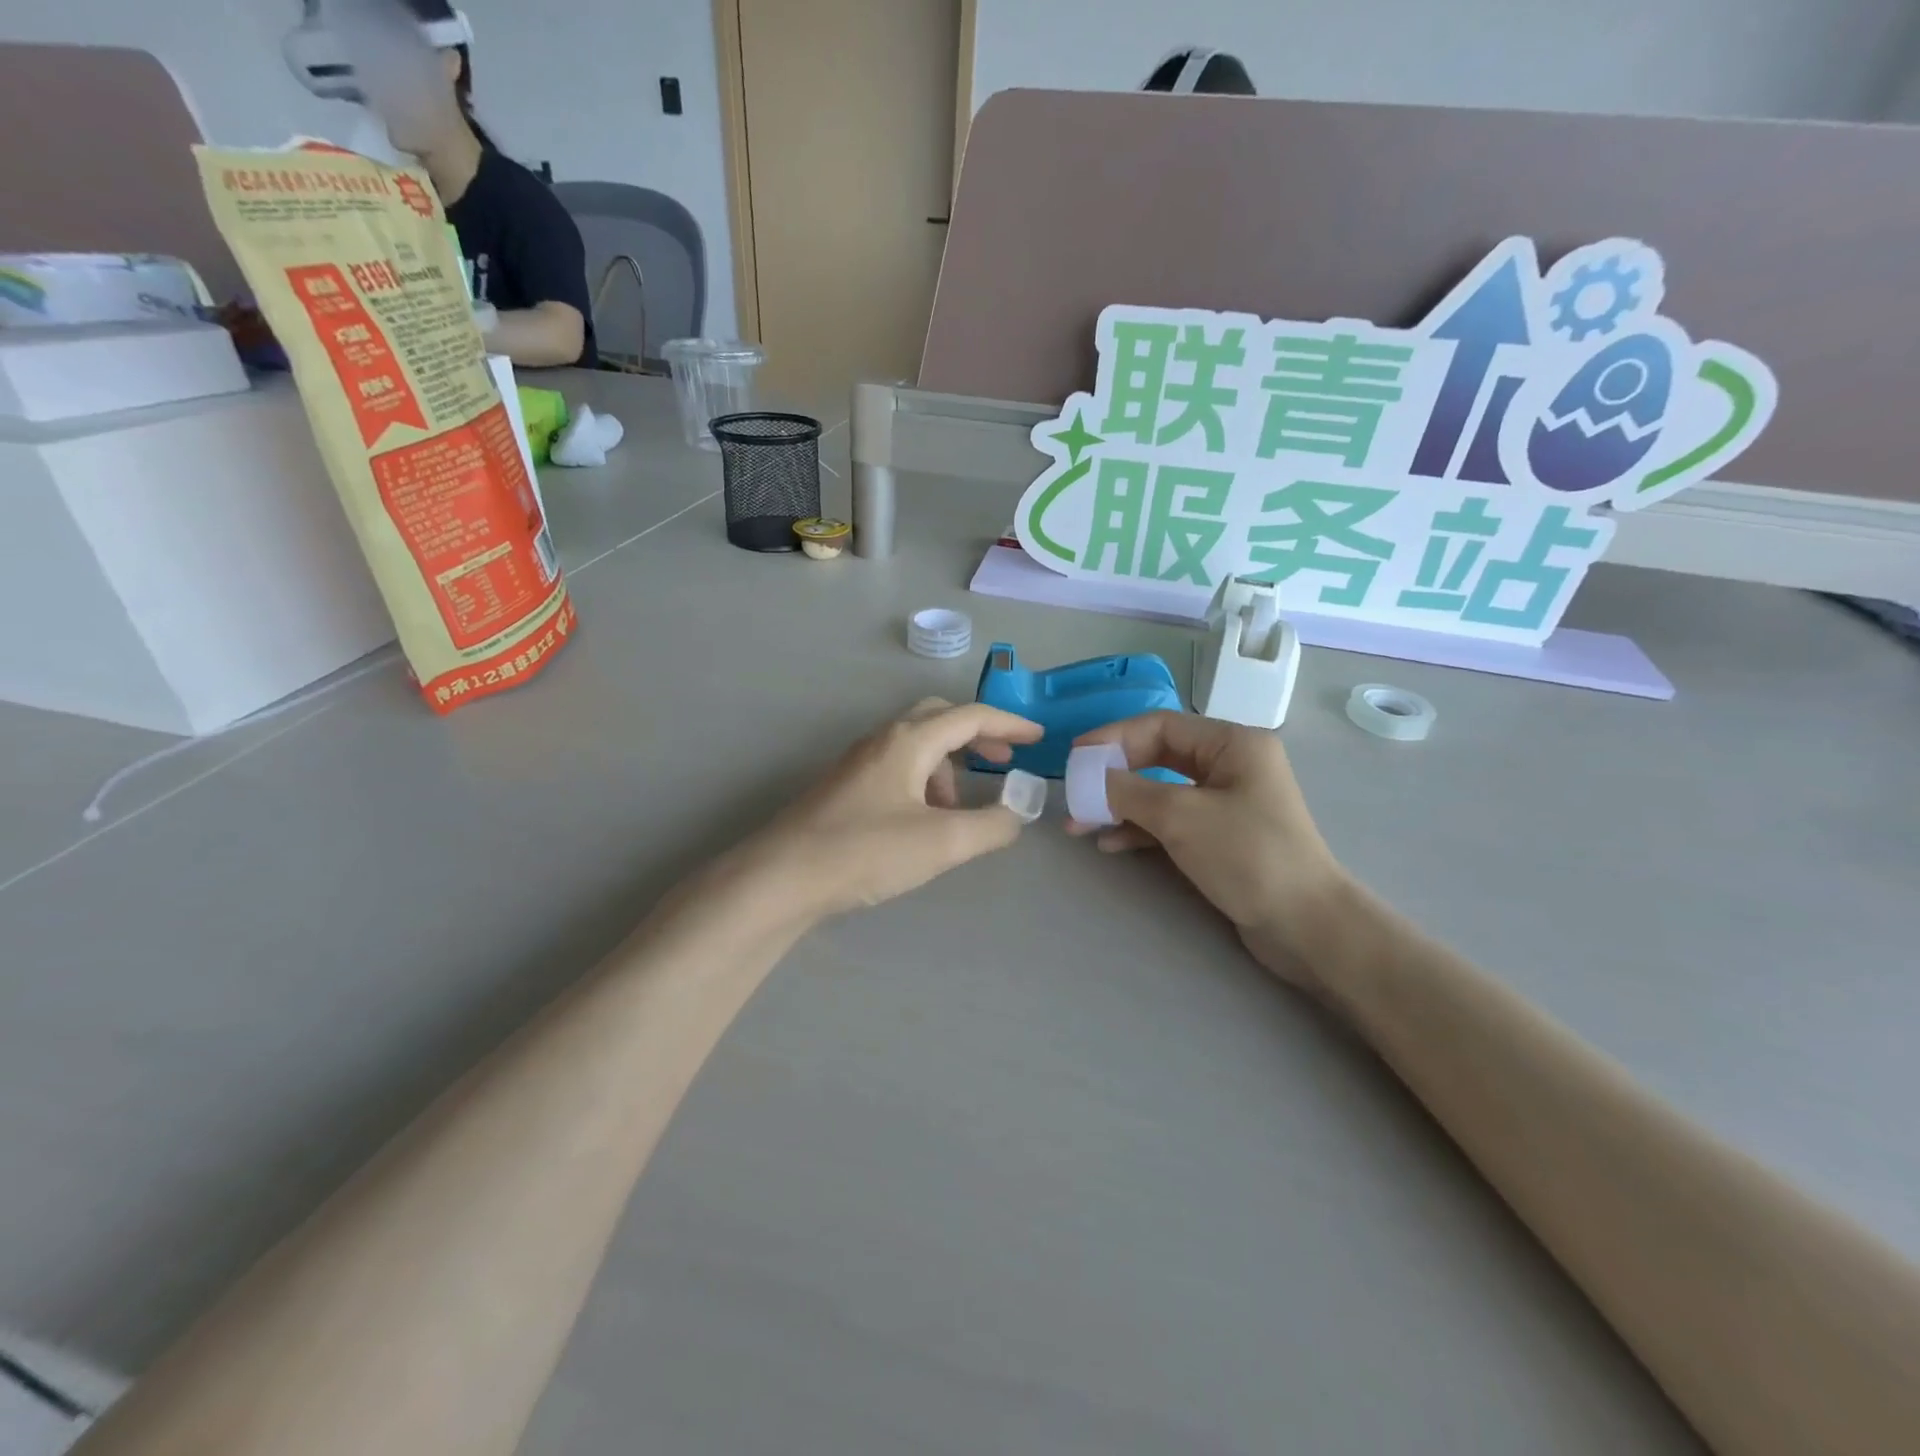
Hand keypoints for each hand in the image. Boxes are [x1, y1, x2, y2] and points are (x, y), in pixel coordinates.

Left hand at [750, 699, 1043, 919]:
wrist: (780, 877)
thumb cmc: (865, 851)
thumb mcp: (941, 842)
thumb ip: (991, 826)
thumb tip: (1016, 815)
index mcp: (908, 741)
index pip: (970, 716)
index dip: (1009, 725)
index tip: (1038, 739)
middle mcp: (882, 740)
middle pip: (939, 719)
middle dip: (977, 737)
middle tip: (1002, 764)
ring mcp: (858, 763)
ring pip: (916, 747)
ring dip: (948, 767)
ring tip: (958, 811)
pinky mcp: (843, 788)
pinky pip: (897, 769)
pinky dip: (923, 783)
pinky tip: (923, 822)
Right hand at [1069, 713, 1348, 983]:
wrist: (1305, 925)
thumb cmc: (1247, 856)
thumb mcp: (1180, 816)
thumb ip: (1128, 790)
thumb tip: (1087, 778)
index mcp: (1232, 744)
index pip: (1160, 725)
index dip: (1113, 738)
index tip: (1076, 758)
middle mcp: (1232, 765)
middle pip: (1158, 756)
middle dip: (1114, 775)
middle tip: (1075, 793)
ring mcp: (1227, 802)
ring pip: (1161, 791)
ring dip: (1120, 805)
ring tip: (1080, 824)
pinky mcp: (1222, 836)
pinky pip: (1172, 820)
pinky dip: (1140, 828)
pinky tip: (1109, 843)